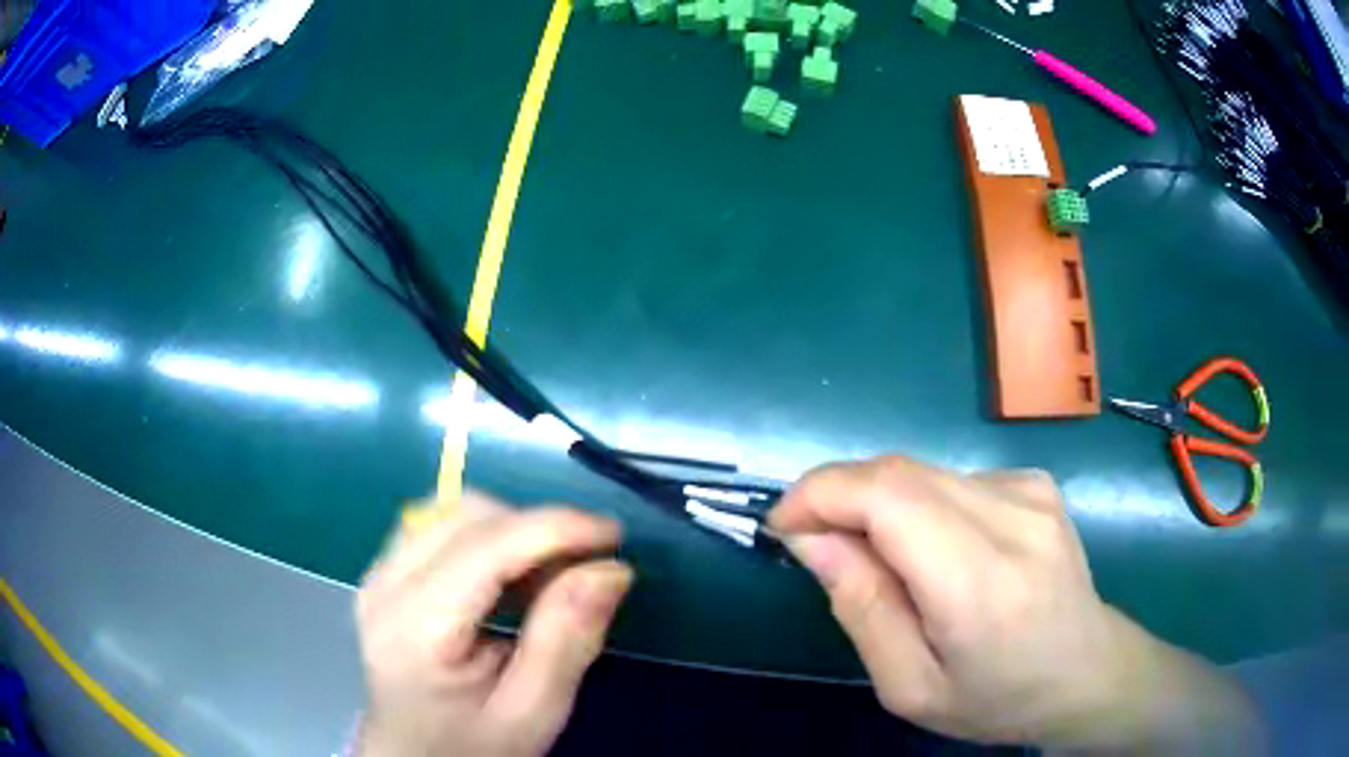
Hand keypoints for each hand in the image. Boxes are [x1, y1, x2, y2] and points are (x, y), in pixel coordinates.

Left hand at [355, 493, 631, 756]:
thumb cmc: (473, 747)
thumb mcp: (532, 711)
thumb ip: (567, 639)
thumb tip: (611, 569)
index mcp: (414, 626)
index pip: (486, 545)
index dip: (556, 528)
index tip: (616, 537)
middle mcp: (384, 583)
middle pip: (466, 514)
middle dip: (535, 529)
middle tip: (583, 572)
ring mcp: (379, 573)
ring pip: (454, 511)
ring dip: (513, 531)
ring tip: (549, 580)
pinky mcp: (386, 573)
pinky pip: (442, 527)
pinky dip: (490, 539)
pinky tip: (512, 582)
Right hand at [770, 456, 1263, 752]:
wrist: (1087, 673)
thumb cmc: (996, 699)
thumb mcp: (910, 686)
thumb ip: (860, 607)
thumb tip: (810, 538)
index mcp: (981, 582)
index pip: (887, 495)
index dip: (820, 494)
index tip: (783, 526)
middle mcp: (1013, 516)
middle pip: (898, 472)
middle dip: (838, 497)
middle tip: (817, 547)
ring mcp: (1031, 490)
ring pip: (921, 473)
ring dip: (878, 505)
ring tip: (883, 563)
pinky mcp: (1036, 482)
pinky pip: (952, 481)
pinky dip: (919, 507)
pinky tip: (938, 554)